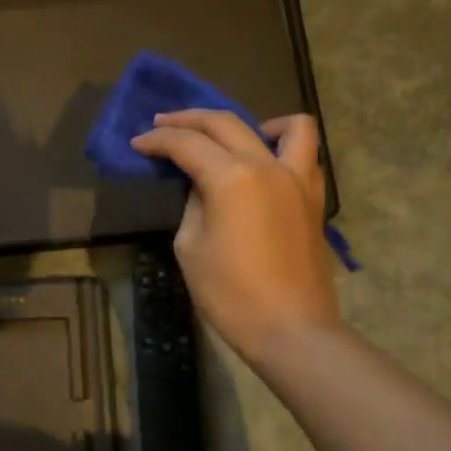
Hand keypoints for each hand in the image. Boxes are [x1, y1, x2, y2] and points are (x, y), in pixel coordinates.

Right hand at [131, 109, 338, 362]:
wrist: (291, 329)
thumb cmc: (231, 294)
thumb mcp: (191, 247)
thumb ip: (193, 205)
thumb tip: (202, 186)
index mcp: (232, 178)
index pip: (187, 144)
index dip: (157, 141)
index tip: (138, 143)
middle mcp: (267, 166)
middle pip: (225, 123)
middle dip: (188, 120)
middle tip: (162, 125)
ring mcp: (297, 179)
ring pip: (287, 125)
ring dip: (251, 122)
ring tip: (230, 138)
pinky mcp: (313, 197)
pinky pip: (305, 154)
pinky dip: (284, 146)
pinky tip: (264, 163)